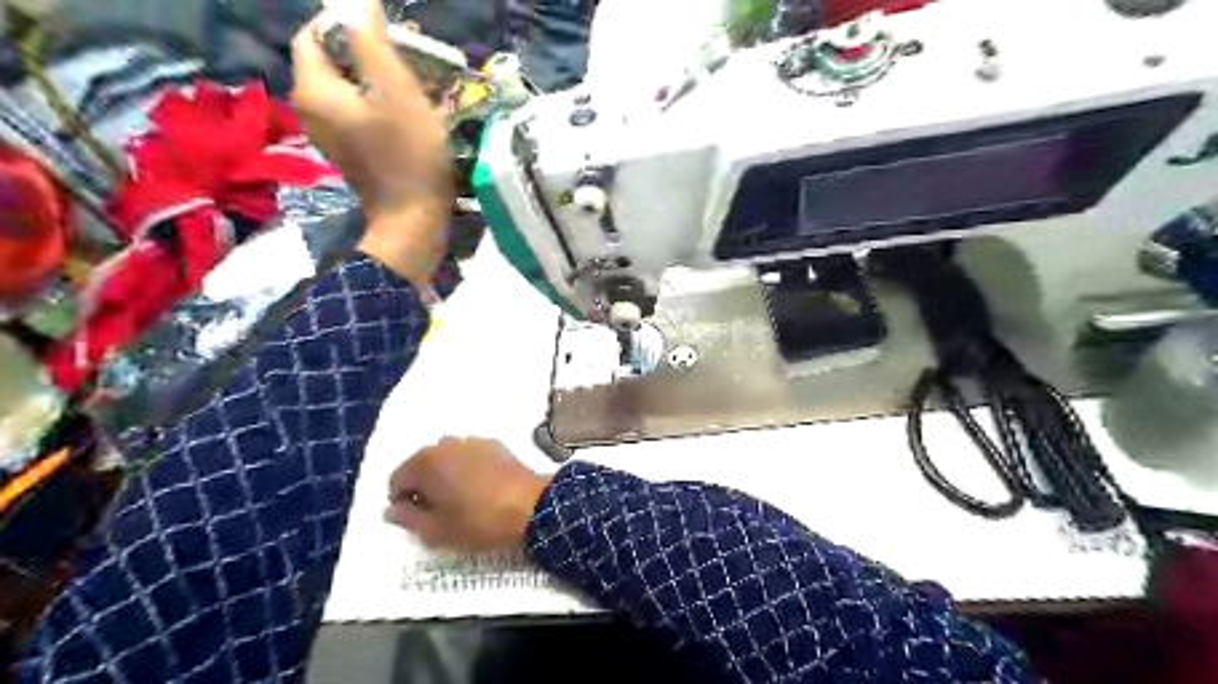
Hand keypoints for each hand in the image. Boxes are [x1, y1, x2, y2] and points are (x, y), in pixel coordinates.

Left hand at [290, 0, 452, 284]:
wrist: (413, 219)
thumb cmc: (408, 155)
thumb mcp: (396, 91)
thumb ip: (370, 40)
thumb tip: (356, 2)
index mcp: (314, 89)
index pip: (313, 33)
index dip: (345, 22)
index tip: (387, 29)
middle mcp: (311, 108)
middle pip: (328, 59)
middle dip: (364, 47)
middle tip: (405, 50)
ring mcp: (329, 133)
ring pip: (345, 85)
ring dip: (374, 73)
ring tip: (410, 75)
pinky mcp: (349, 149)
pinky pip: (355, 109)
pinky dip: (376, 99)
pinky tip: (405, 106)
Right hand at [385, 441, 551, 553]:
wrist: (531, 506)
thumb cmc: (478, 521)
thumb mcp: (436, 531)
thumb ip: (407, 518)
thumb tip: (391, 509)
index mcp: (425, 462)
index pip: (397, 479)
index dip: (403, 503)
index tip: (419, 520)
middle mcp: (446, 444)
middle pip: (422, 465)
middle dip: (424, 487)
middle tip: (439, 514)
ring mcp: (473, 441)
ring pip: (447, 459)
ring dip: (446, 476)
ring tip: (462, 502)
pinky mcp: (495, 444)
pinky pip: (470, 456)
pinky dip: (468, 469)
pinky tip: (482, 489)